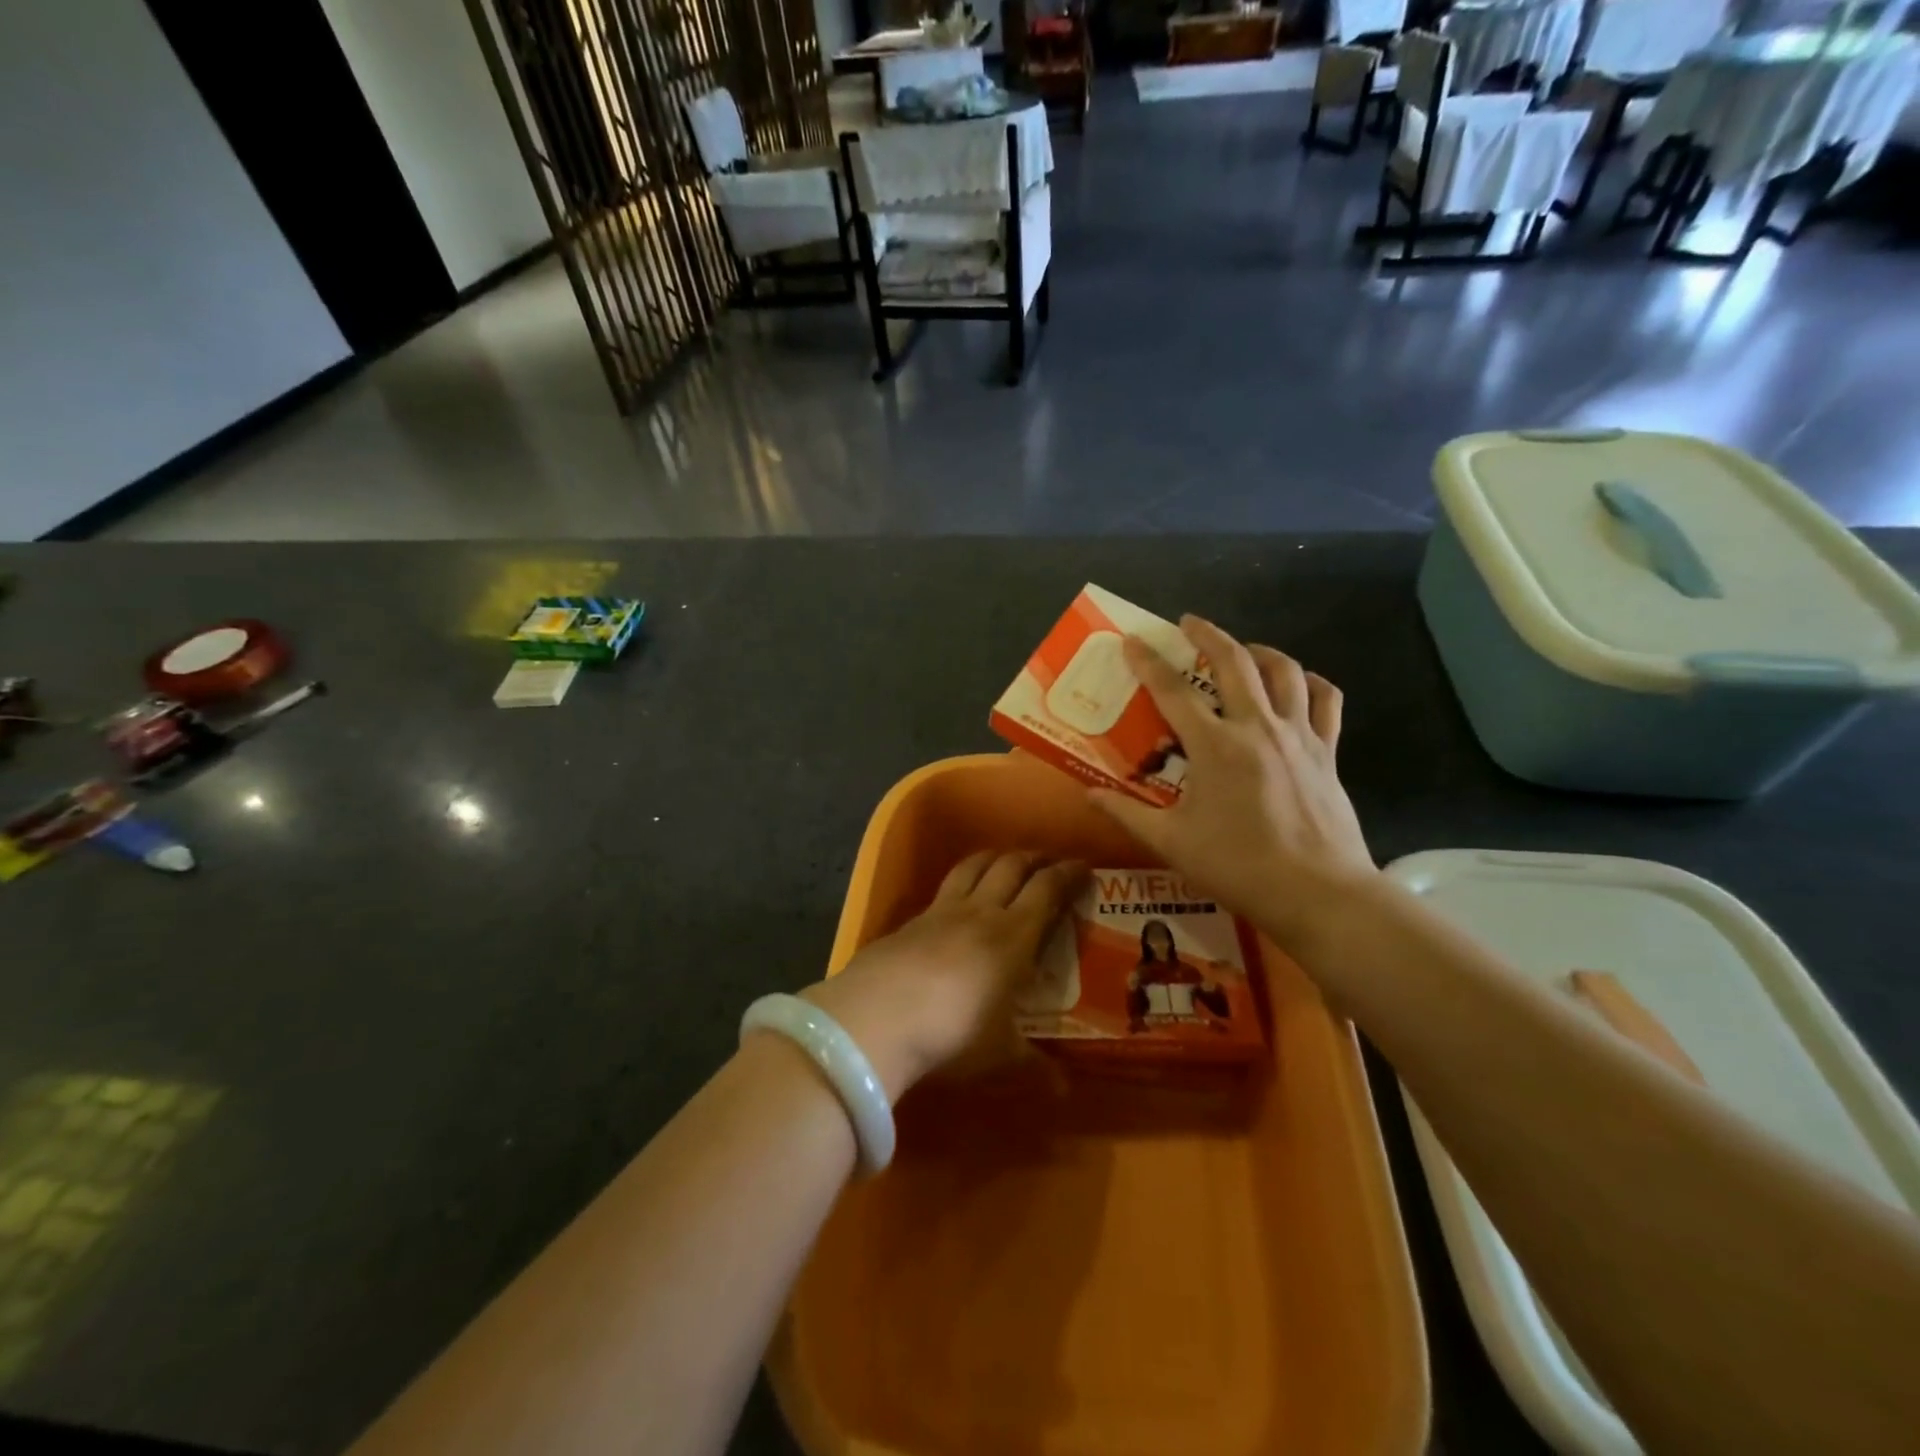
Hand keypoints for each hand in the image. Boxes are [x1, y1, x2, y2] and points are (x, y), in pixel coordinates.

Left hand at [801, 852, 1084, 1101]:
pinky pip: (945, 887)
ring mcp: (941, 911)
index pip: (1046, 890)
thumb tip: (1064, 1089)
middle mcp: (980, 912)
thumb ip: (1034, 1067)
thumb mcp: (999, 1056)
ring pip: (974, 866)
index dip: (1067, 874)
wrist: (876, 1016)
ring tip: (1007, 861)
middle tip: (1049, 861)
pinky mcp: (910, 920)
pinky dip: (962, 880)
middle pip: (1011, 867)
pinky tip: (960, 896)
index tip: (1083, 867)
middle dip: (1034, 858)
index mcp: (1013, 936)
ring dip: (996, 857)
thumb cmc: (952, 1034)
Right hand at [1088, 616, 1376, 945]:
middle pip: (1234, 662)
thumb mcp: (1172, 843)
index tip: (1132, 640)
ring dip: (1261, 651)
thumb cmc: (1239, 866)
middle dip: (1208, 635)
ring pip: (1286, 672)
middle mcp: (1257, 727)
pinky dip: (1312, 683)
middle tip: (1188, 623)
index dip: (1148, 662)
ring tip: (1243, 649)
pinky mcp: (1327, 751)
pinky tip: (1300, 684)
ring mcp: (1299, 736)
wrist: (1318, 893)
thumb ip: (1127, 814)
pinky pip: (1326, 702)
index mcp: (1215, 746)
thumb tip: (1088, 795)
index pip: (1172, 691)